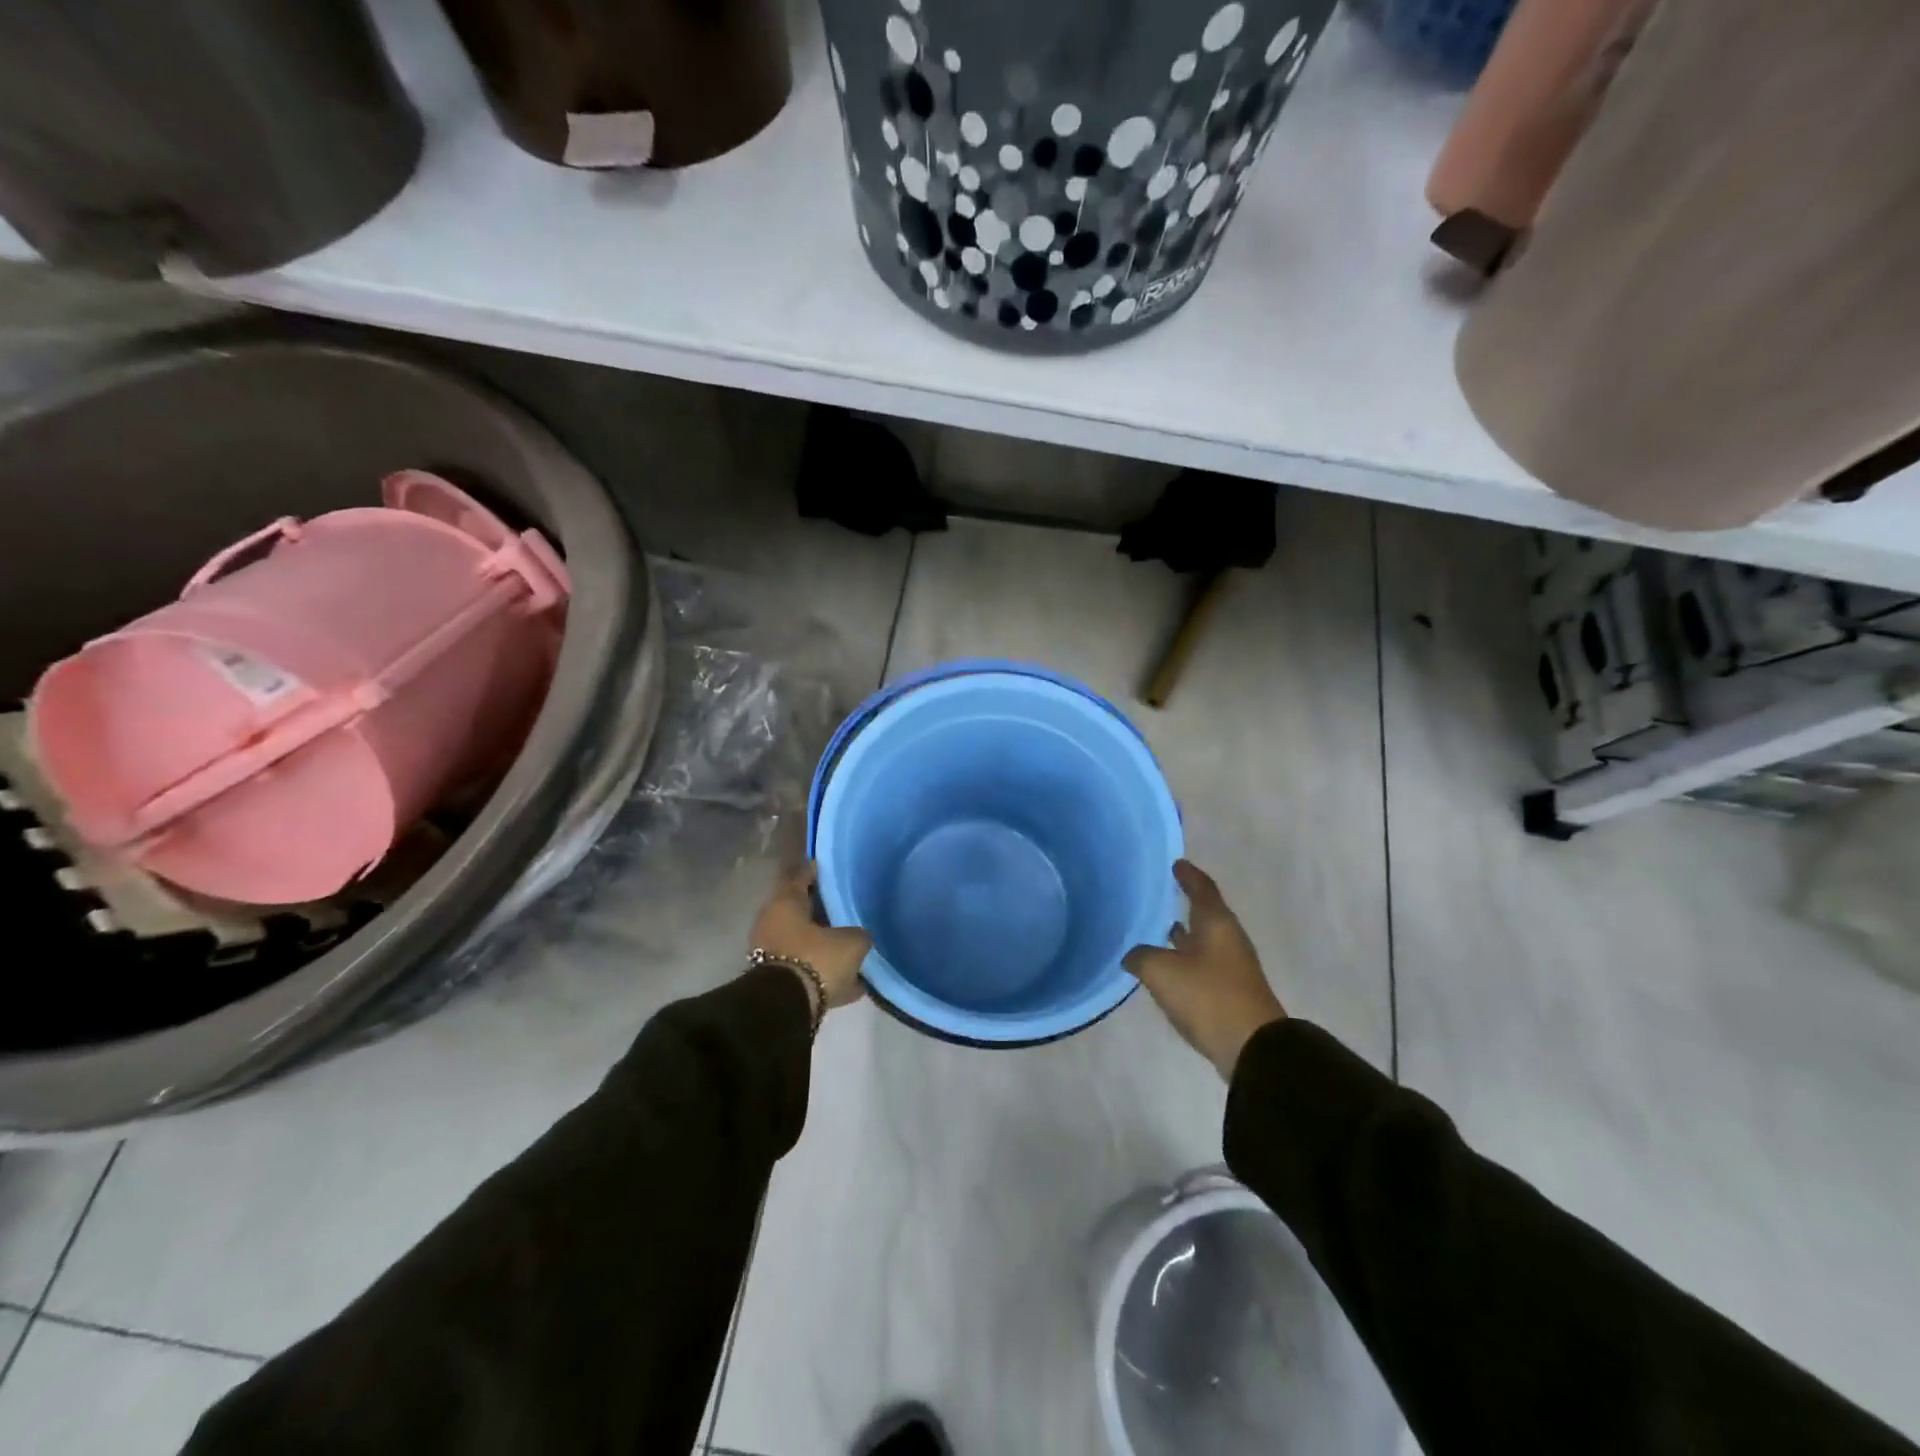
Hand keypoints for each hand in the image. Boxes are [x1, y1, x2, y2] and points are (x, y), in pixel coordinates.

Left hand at [750, 864, 870, 1012]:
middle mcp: (773, 921)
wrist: (786, 1008)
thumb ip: (860, 933)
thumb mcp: (852, 942)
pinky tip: (849, 976)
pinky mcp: (777, 979)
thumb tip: (861, 936)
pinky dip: (822, 968)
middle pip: (802, 909)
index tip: (837, 870)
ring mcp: (771, 951)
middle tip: (849, 907)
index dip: (820, 871)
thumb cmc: (817, 959)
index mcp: (785, 902)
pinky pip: (805, 966)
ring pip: (803, 939)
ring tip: (851, 942)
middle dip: (824, 909)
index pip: (803, 875)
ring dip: (823, 941)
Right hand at [1125, 860, 1285, 1078]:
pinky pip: (1203, 963)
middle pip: (1206, 913)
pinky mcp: (1229, 990)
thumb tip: (1133, 954)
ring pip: (1204, 940)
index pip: (1202, 888)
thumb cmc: (1208, 997)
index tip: (1176, 863)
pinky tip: (1167, 965)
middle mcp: (1227, 939)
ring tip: (1158, 927)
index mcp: (1216, 923)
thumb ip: (1141, 956)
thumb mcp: (1162, 972)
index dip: (1188, 875)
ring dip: (1184, 933)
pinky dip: (1185, 957)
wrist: (1253, 1048)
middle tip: (1160, 893)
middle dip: (1185, 902)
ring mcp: (1231, 966)